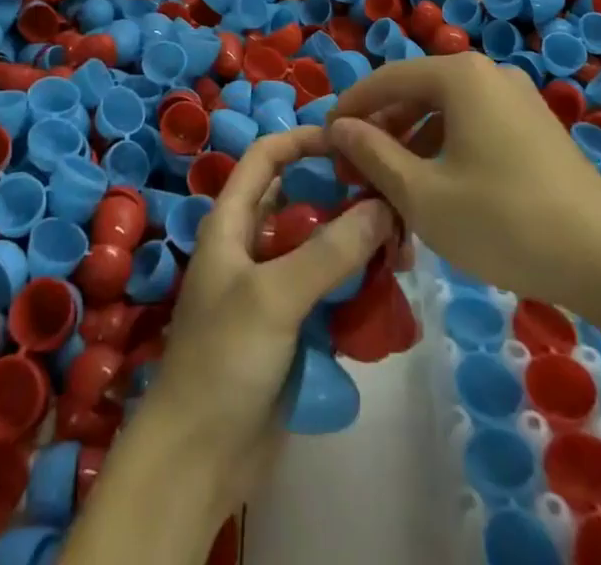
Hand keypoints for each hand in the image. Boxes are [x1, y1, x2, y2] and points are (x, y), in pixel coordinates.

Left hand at [134, 127, 394, 512]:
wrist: (198, 460)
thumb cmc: (223, 360)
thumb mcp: (273, 297)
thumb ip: (329, 252)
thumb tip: (383, 206)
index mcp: (231, 222)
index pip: (266, 157)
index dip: (303, 140)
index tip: (351, 140)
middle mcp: (251, 245)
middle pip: (301, 201)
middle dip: (343, 196)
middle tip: (392, 198)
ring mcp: (272, 288)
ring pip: (320, 247)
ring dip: (356, 243)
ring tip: (401, 247)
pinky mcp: (291, 326)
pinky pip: (328, 290)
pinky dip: (355, 284)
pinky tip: (389, 290)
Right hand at [326, 53, 600, 311]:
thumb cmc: (504, 221)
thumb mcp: (423, 194)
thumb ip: (373, 154)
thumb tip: (339, 128)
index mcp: (460, 75)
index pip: (386, 79)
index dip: (350, 107)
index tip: (324, 141)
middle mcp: (488, 73)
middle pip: (416, 92)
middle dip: (382, 129)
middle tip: (356, 170)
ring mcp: (517, 98)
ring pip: (445, 111)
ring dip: (411, 143)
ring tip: (390, 186)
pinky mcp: (535, 126)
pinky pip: (474, 125)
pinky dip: (445, 149)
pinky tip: (436, 189)